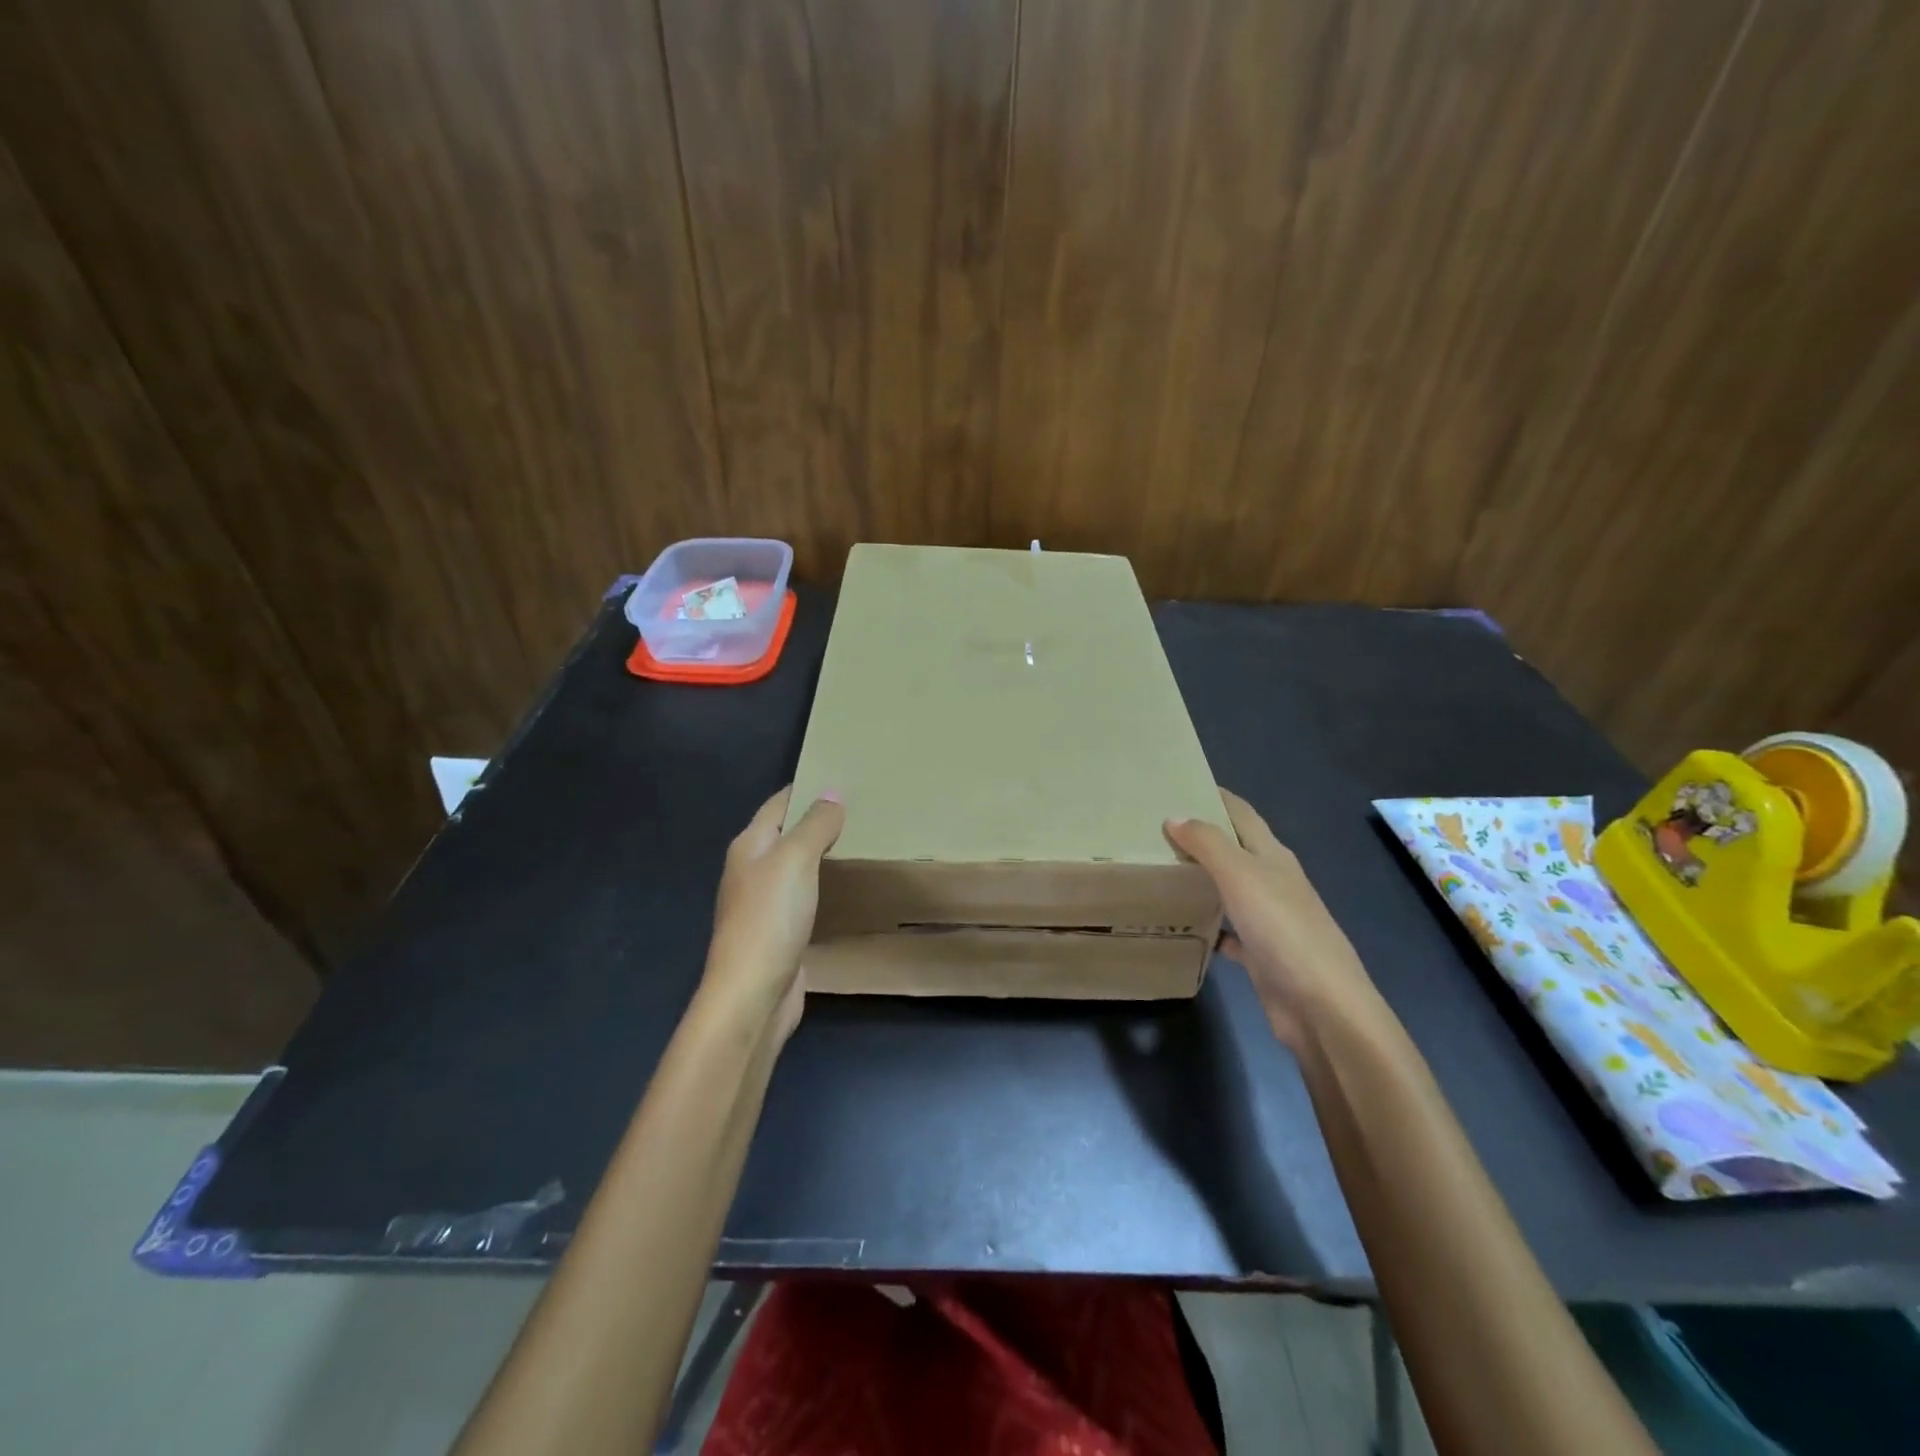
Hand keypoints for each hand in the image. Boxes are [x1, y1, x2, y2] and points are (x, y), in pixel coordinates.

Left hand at [704, 786, 844, 1045]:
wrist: (753, 993)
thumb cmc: (770, 917)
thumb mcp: (795, 859)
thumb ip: (815, 825)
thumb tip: (832, 793)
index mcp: (749, 846)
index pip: (779, 803)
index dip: (806, 788)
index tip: (842, 776)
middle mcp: (752, 870)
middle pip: (787, 834)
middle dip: (818, 820)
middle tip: (862, 808)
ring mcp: (764, 904)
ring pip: (796, 867)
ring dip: (822, 854)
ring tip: (861, 840)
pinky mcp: (779, 932)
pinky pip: (804, 896)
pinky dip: (824, 885)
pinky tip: (846, 886)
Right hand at [1165, 788, 1379, 1049]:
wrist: (1321, 1006)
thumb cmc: (1283, 930)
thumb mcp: (1242, 876)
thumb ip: (1208, 844)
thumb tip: (1175, 816)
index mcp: (1273, 857)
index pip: (1243, 814)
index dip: (1216, 796)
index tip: (1180, 784)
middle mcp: (1274, 883)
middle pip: (1236, 850)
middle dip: (1203, 836)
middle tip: (1156, 829)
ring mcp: (1270, 920)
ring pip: (1231, 890)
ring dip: (1203, 879)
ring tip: (1162, 870)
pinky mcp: (1263, 955)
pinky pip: (1230, 933)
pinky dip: (1209, 926)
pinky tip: (1185, 926)